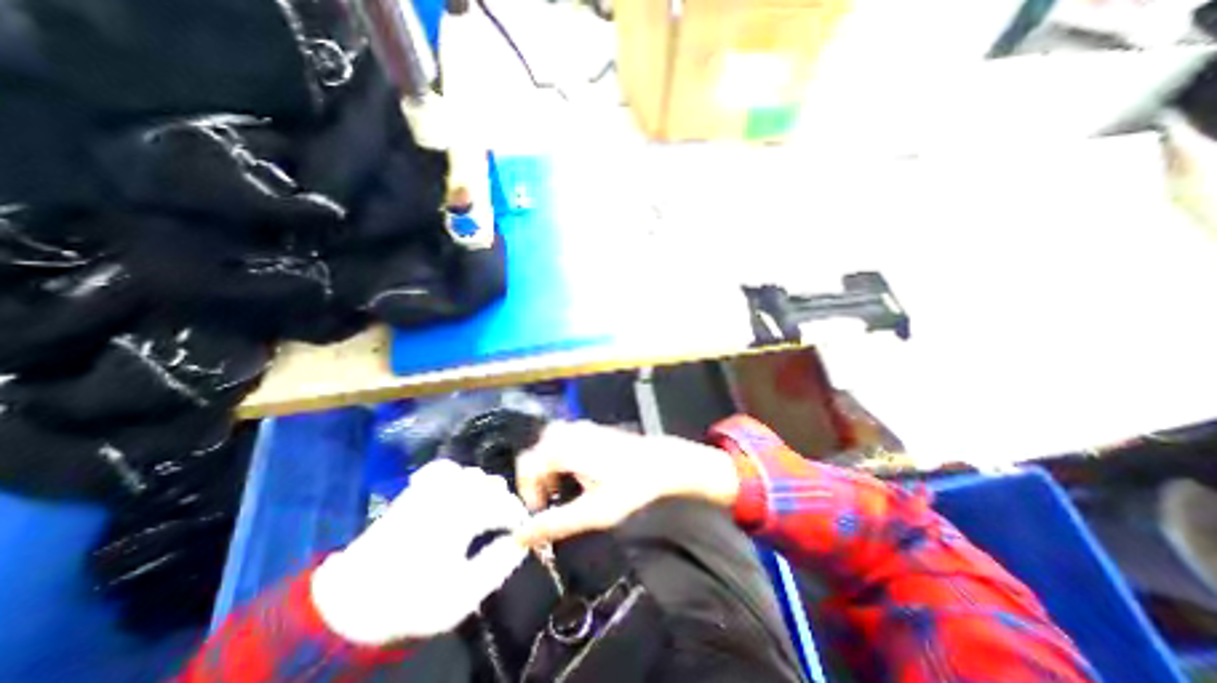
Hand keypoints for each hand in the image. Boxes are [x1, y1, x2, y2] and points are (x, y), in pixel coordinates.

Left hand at [310, 459, 526, 645]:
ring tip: (484, 513)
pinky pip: (447, 468)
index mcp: (464, 514)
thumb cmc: (410, 600)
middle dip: (504, 503)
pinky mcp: (417, 488)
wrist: (350, 601)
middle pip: (493, 485)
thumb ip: (498, 565)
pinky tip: (457, 493)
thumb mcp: (461, 595)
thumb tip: (522, 541)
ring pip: (473, 474)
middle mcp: (451, 491)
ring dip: (485, 490)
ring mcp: (432, 486)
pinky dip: (459, 476)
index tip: (524, 532)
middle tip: (505, 528)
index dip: (520, 518)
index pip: (506, 505)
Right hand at [510, 420, 736, 547]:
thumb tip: (520, 537)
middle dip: (536, 478)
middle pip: (537, 453)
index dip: (526, 491)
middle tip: (548, 500)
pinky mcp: (592, 430)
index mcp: (564, 448)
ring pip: (550, 446)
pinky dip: (562, 459)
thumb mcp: (592, 512)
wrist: (661, 462)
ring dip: (549, 469)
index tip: (539, 511)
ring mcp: (582, 428)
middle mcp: (569, 432)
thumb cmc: (629, 486)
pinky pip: (565, 441)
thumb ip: (555, 524)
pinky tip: (577, 476)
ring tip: (561, 490)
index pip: (527, 465)